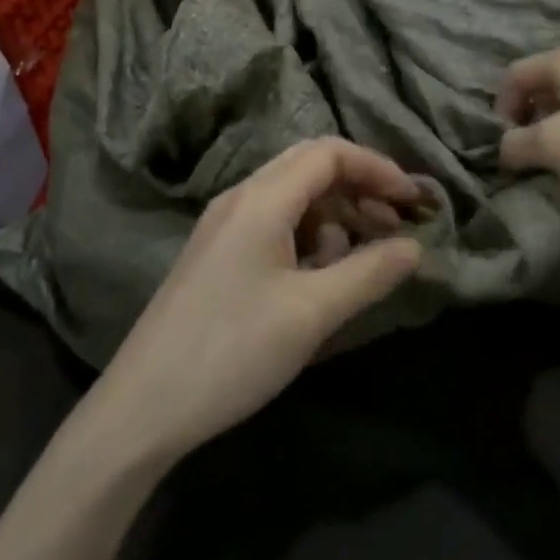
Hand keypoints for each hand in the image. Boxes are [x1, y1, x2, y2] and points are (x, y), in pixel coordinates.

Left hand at [87, 138, 423, 467]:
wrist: (144, 406)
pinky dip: (309, 235)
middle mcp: (240, 198)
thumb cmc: (233, 351)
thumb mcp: (312, 313)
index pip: (329, 153)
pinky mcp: (217, 254)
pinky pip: (274, 223)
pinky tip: (321, 275)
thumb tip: (415, 247)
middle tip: (394, 225)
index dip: (377, 168)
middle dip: (359, 187)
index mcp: (261, 199)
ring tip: (362, 257)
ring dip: (335, 214)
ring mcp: (224, 225)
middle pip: (310, 166)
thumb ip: (369, 273)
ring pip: (292, 196)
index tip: (414, 202)